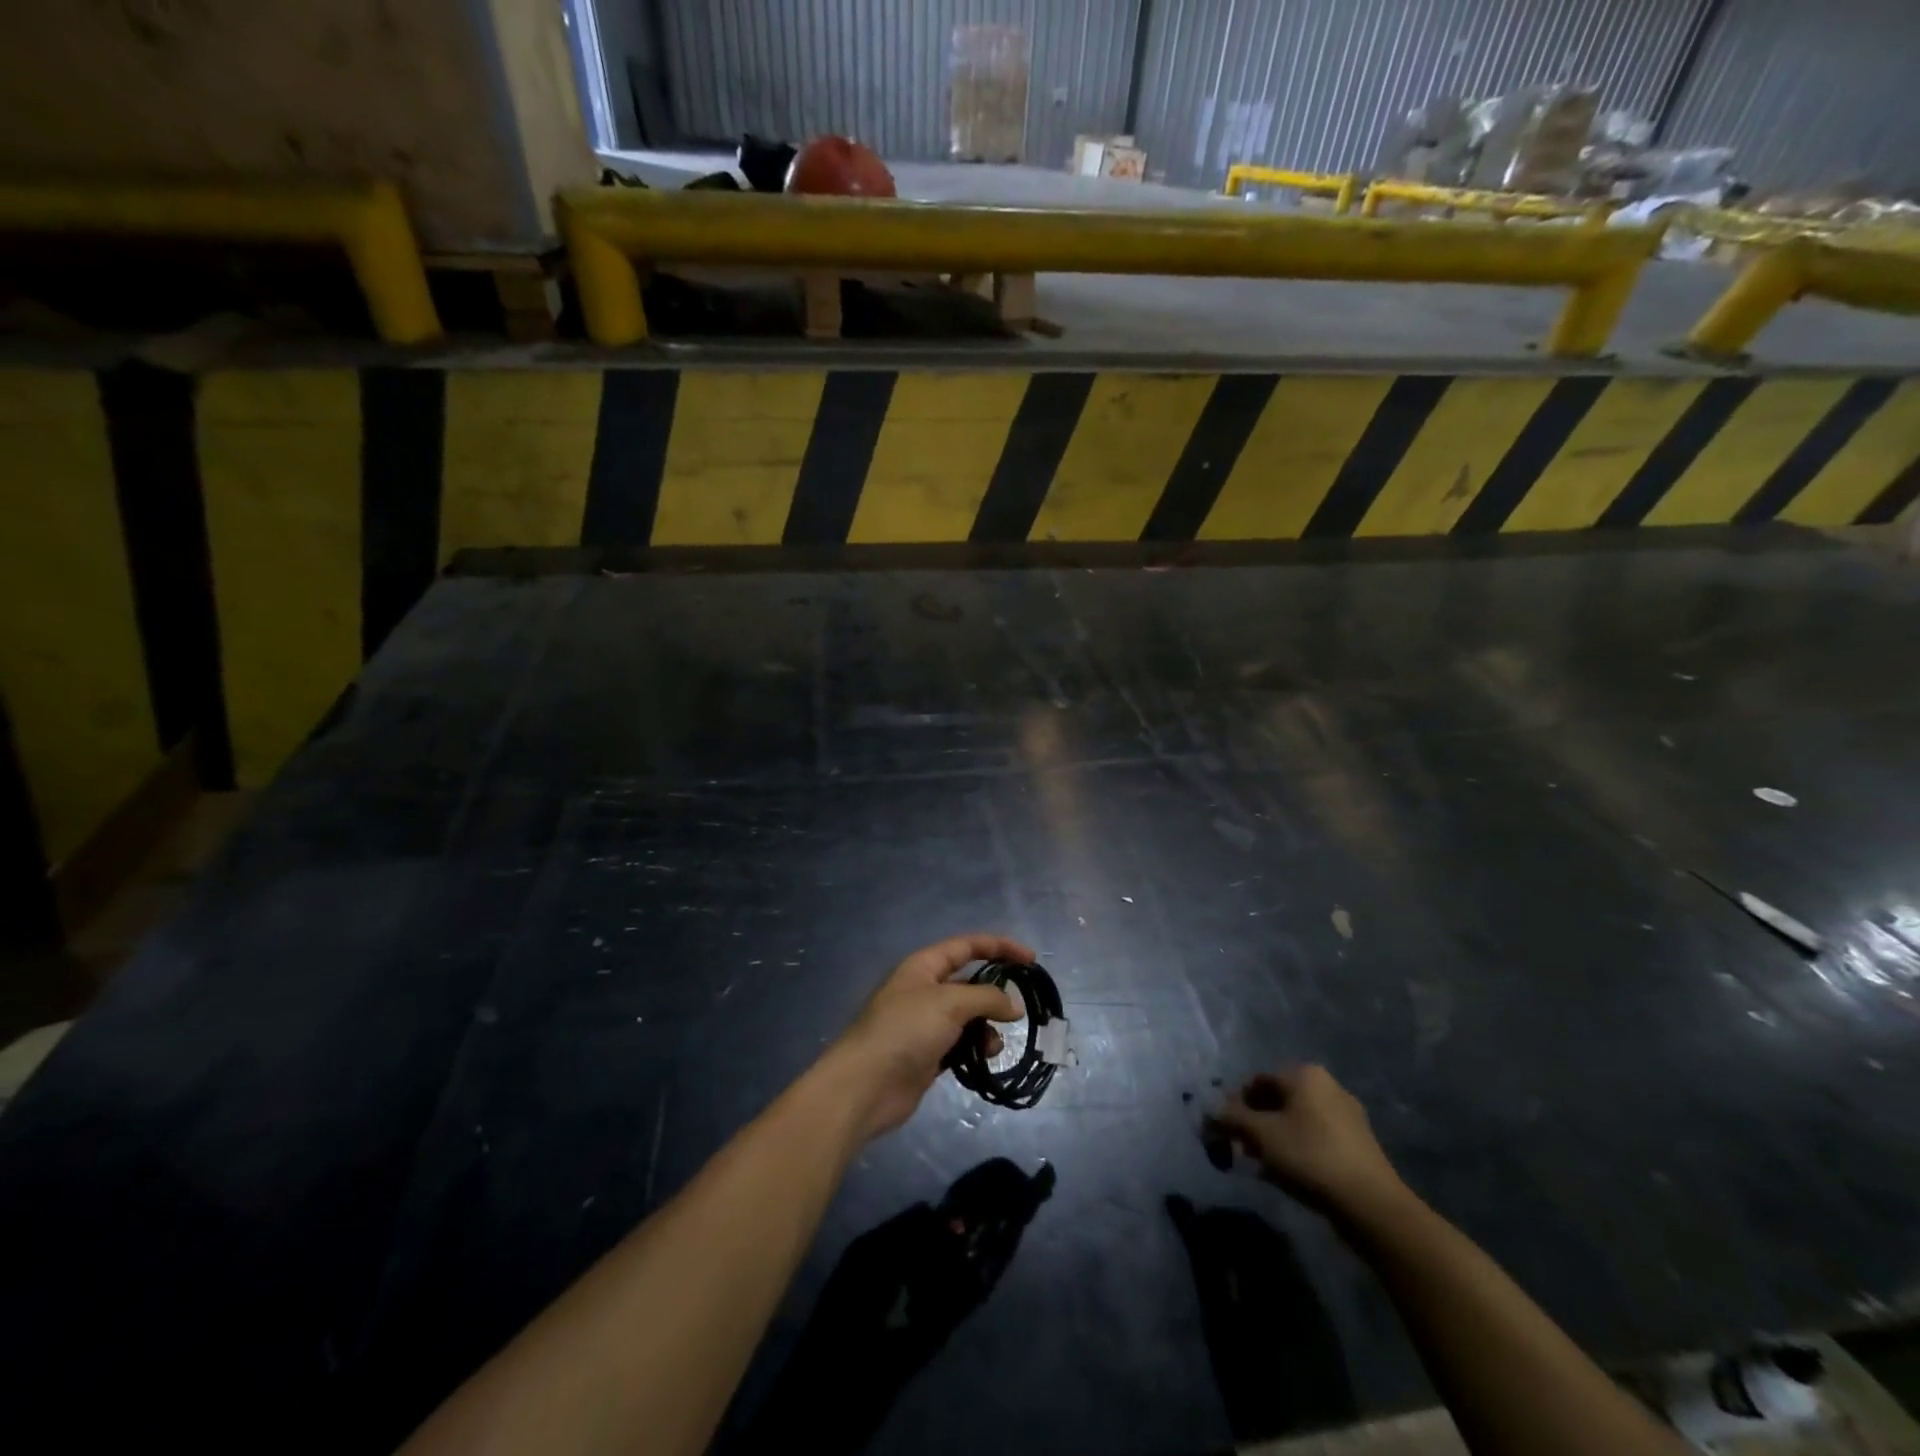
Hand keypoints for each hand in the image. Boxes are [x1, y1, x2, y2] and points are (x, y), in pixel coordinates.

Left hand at [819, 934, 1030, 1141]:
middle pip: (969, 982)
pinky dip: (976, 1048)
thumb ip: (986, 998)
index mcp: (924, 966)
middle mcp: (925, 990)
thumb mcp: (949, 1003)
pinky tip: (985, 1058)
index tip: (1030, 960)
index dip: (999, 947)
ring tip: (994, 1042)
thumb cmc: (905, 1031)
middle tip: (1020, 1008)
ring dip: (987, 1026)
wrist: (865, 1086)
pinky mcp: (928, 1054)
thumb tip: (1014, 1005)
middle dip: (995, 993)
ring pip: (968, 1016)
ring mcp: (925, 1024)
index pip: (967, 946)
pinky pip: (962, 1043)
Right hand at [1208, 1064, 1404, 1217]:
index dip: (1235, 1105)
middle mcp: (1327, 1085)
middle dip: (1255, 1123)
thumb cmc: (1310, 1156)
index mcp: (1304, 1074)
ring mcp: (1347, 1115)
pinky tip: (1289, 1174)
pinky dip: (1297, 1149)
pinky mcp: (1358, 1143)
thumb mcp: (1260, 1135)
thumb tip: (1211, 1110)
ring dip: (1274, 1138)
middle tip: (1242, 1150)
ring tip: (1263, 1166)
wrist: (1371, 1205)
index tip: (1225, 1132)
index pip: (1256, 1081)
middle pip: (1277, 1100)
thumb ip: (1231, 1117)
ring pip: (1296, 1120)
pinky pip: (1316, 1137)